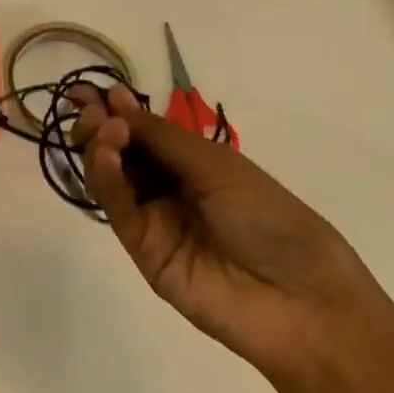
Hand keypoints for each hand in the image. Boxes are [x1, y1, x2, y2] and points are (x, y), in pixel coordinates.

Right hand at [74, 84, 379, 388]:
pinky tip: (105, 155)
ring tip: (102, 129)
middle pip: (120, 152)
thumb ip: (162, 137)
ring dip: (100, 148)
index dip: (117, 110)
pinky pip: (118, 210)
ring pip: (111, 178)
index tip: (91, 91)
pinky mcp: (143, 250)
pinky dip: (105, 179)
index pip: (142, 131)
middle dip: (101, 126)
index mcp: (193, 163)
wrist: (303, 302)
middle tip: (90, 110)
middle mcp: (168, 188)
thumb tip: (115, 99)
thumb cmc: (272, 219)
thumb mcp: (218, 166)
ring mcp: (154, 219)